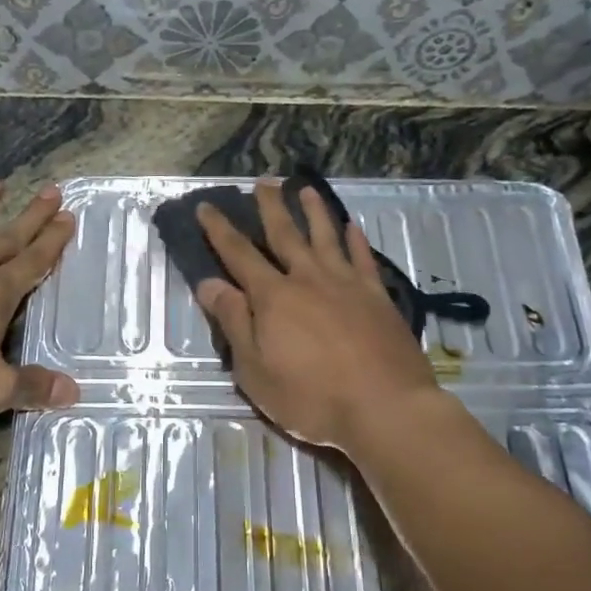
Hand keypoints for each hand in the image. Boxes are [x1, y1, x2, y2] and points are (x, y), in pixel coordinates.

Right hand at [193, 179, 439, 450]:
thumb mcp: (255, 369)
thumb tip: (209, 283)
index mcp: (273, 297)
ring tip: (306, 189)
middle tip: (263, 182)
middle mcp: (308, 279)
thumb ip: (233, 322)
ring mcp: (347, 284)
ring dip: (314, 212)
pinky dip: (356, 240)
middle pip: (285, 235)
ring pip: (326, 237)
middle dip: (270, 208)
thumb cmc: (311, 397)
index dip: (219, 230)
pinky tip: (353, 227)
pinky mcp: (378, 297)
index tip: (206, 206)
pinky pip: (364, 259)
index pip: (239, 254)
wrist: (384, 407)